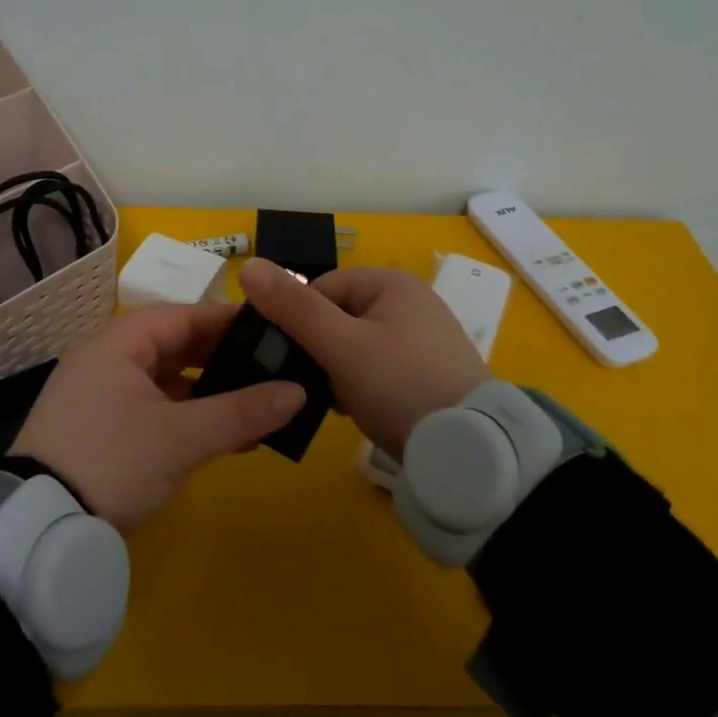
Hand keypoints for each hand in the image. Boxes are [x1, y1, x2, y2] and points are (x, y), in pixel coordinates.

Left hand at [10, 302, 306, 529]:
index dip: (225, 320)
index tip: (269, 328)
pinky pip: (153, 411)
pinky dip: (186, 418)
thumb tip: (298, 392)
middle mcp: (106, 362)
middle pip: (173, 347)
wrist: (37, 530)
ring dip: (207, 393)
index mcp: (118, 345)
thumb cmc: (112, 462)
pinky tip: (222, 437)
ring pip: (164, 383)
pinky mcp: (99, 433)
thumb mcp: (181, 438)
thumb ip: (241, 412)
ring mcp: (100, 399)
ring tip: (254, 404)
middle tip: (268, 367)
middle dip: (220, 358)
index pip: (180, 316)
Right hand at [237, 260, 490, 455]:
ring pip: (355, 347)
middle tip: (310, 384)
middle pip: (338, 317)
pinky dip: (361, 386)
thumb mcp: (340, 345)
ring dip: (337, 371)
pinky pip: (378, 370)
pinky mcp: (429, 374)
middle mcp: (410, 302)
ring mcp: (423, 340)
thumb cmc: (399, 384)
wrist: (469, 451)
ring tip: (332, 401)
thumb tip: (247, 265)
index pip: (322, 287)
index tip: (288, 358)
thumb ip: (293, 307)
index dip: (298, 321)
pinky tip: (355, 411)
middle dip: (319, 350)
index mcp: (391, 283)